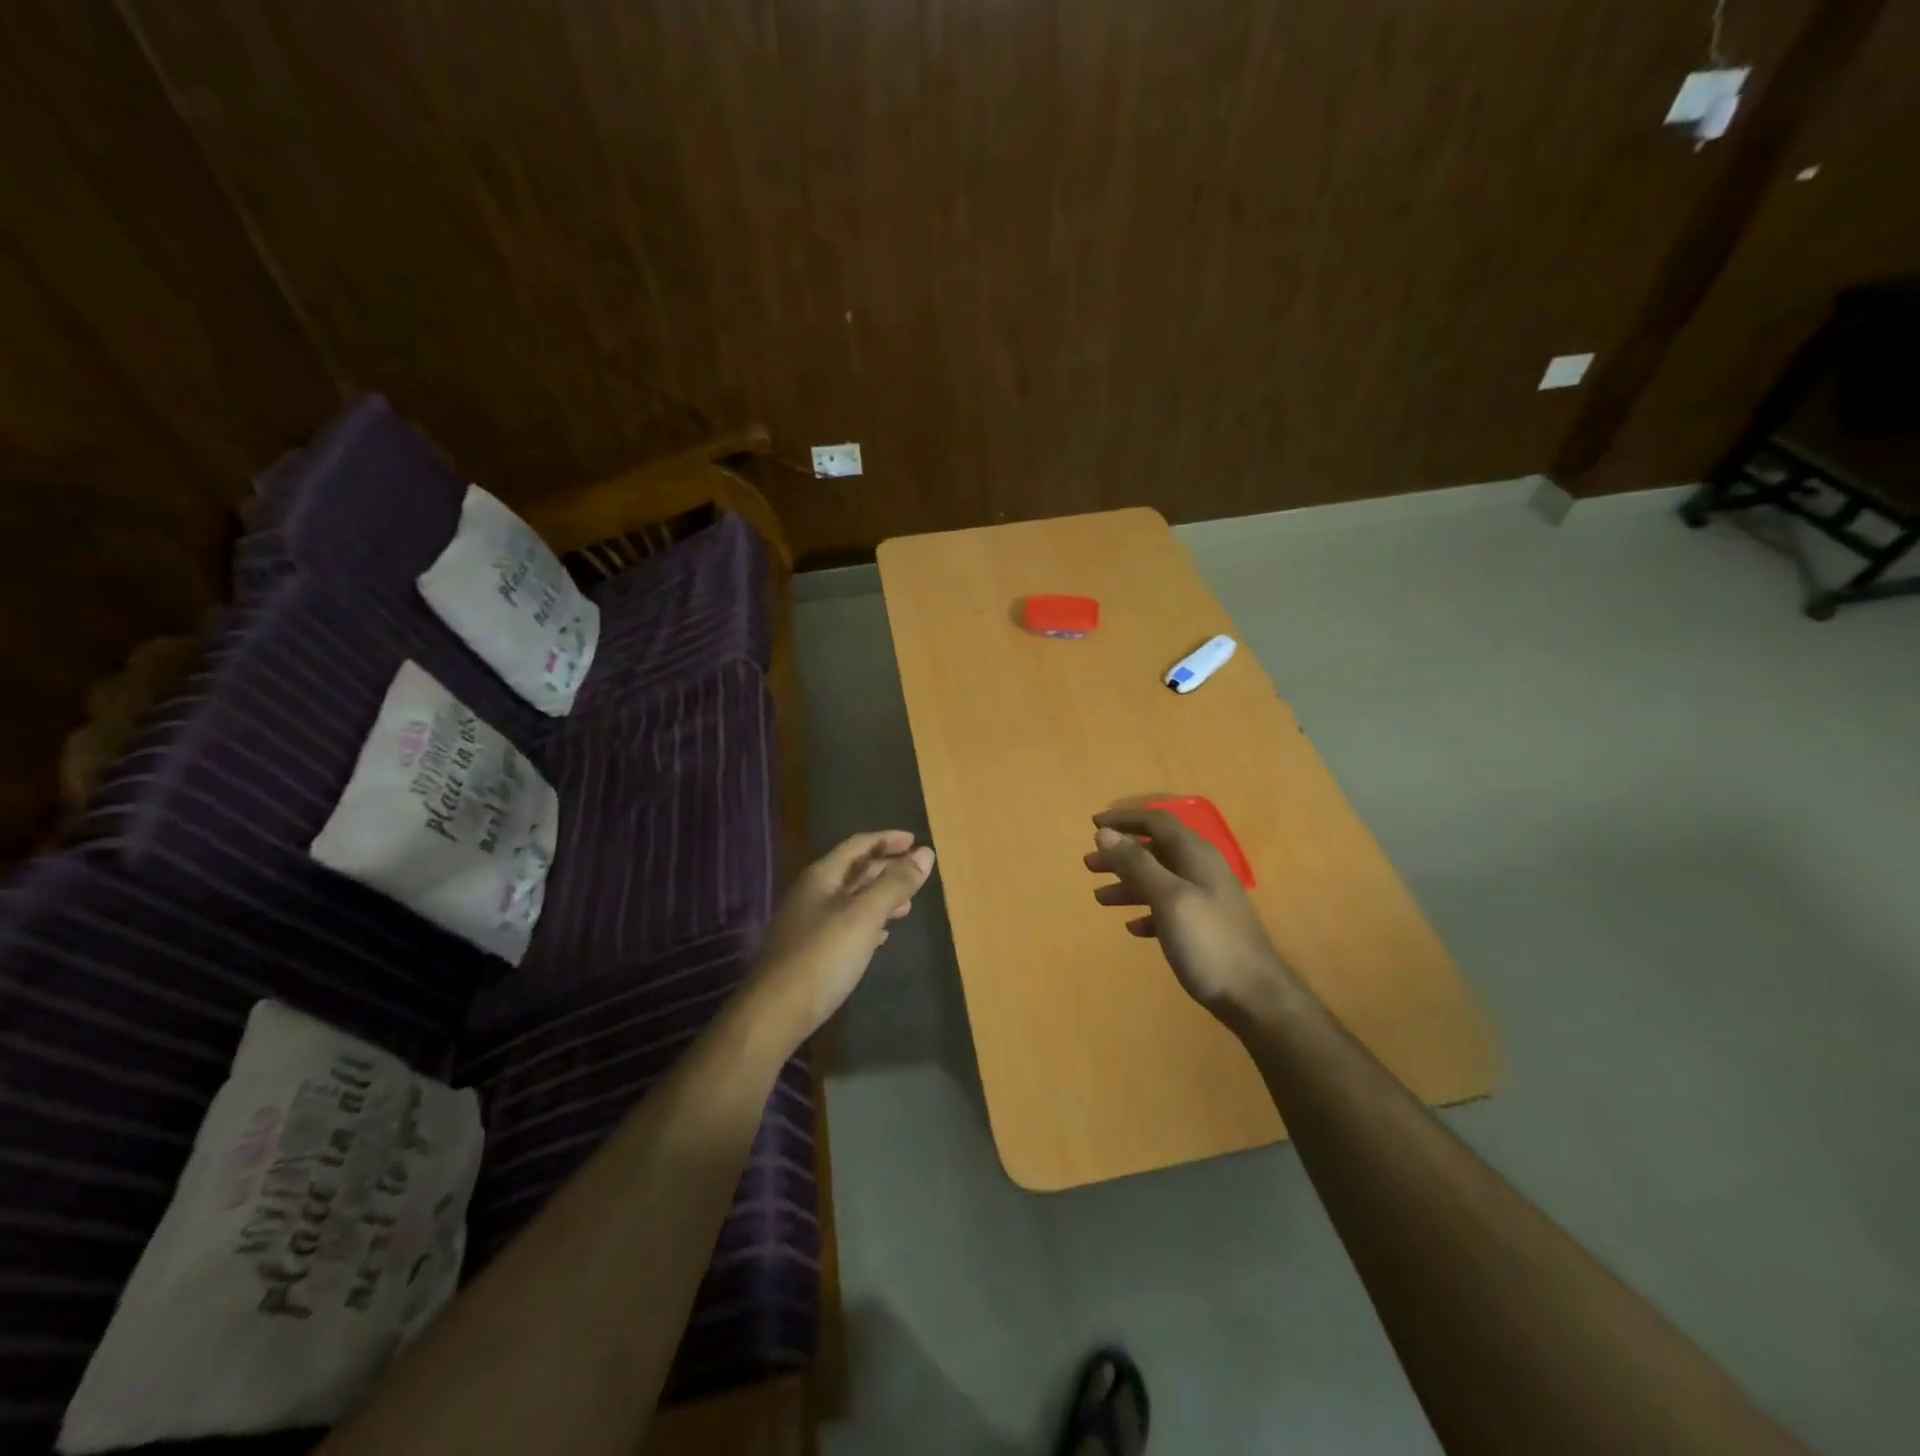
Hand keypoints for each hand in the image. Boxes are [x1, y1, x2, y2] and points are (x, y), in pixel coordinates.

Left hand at [746, 830, 935, 1046]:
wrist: (776, 1012)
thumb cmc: (823, 956)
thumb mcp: (864, 915)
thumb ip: (894, 884)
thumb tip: (926, 853)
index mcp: (822, 876)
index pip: (858, 845)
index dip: (887, 839)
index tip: (915, 841)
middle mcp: (813, 893)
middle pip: (854, 871)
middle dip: (886, 869)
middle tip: (917, 874)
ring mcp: (809, 923)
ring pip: (852, 900)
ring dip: (880, 898)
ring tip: (908, 906)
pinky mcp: (811, 951)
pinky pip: (846, 925)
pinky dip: (868, 923)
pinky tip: (882, 936)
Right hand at [1085, 808, 1293, 1024]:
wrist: (1256, 998)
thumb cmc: (1209, 942)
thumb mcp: (1168, 898)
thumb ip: (1137, 864)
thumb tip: (1105, 833)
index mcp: (1196, 855)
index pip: (1156, 822)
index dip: (1124, 820)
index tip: (1092, 825)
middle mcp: (1202, 870)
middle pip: (1155, 851)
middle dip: (1121, 855)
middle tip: (1089, 866)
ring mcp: (1206, 899)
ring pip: (1159, 880)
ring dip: (1128, 884)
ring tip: (1100, 898)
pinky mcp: (1205, 927)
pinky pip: (1168, 908)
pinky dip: (1146, 911)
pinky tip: (1132, 927)